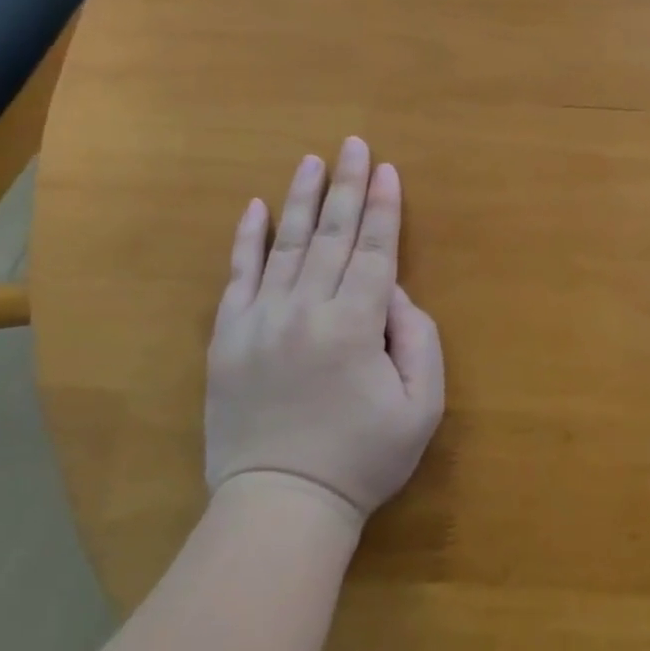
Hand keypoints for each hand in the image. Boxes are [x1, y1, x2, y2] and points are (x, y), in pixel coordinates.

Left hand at [206, 137, 445, 524]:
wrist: (279, 506)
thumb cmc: (360, 459)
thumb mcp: (421, 408)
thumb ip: (418, 339)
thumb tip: (394, 292)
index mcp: (356, 324)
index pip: (376, 249)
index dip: (384, 206)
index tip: (388, 168)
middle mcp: (308, 308)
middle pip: (334, 234)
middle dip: (348, 184)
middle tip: (353, 144)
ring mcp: (262, 319)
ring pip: (287, 244)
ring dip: (303, 199)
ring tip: (312, 161)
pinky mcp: (228, 337)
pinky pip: (237, 276)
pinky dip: (246, 239)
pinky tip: (255, 207)